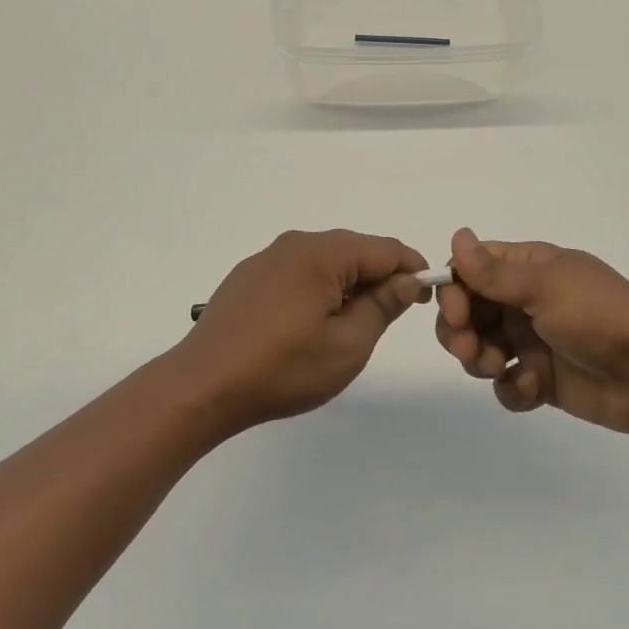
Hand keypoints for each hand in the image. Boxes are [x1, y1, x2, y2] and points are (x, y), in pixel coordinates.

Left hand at [171, 229, 429, 432]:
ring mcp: (267, 257)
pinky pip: (298, 270)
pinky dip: (318, 287)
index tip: (426, 296)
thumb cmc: (282, 369)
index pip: (384, 248)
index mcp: (322, 253)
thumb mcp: (347, 346)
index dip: (412, 269)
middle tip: (393, 313)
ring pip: (326, 260)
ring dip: (348, 283)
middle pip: (354, 249)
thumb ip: (382, 306)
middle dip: (380, 276)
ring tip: (354, 322)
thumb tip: (406, 280)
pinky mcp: (249, 276)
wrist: (202, 385)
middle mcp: (295, 243)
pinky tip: (312, 321)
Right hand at [435, 228, 628, 435]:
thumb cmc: (600, 316)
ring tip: (496, 368)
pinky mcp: (543, 380)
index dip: (454, 288)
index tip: (453, 311)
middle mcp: (526, 301)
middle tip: (468, 347)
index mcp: (529, 269)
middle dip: (460, 329)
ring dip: (478, 359)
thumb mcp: (545, 287)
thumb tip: (456, 236)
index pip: (473, 269)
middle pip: (470, 311)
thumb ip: (495, 272)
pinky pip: (507, 384)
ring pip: (481, 348)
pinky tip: (531, 388)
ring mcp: (533, 341)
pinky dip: (511, 388)